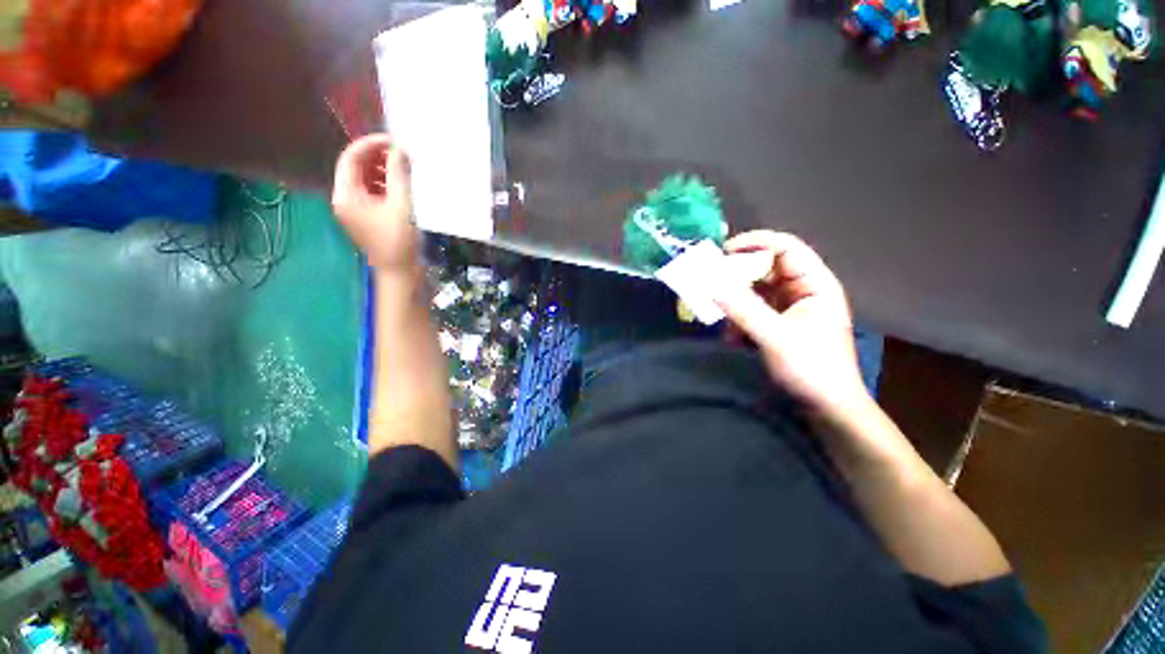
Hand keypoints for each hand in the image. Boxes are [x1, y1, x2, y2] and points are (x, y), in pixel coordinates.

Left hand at [332, 134, 417, 272]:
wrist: (401, 273)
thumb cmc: (399, 241)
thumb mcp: (401, 206)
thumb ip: (398, 175)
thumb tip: (399, 149)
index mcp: (346, 195)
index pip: (351, 158)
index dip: (371, 145)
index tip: (394, 141)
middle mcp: (346, 199)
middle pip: (358, 167)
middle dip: (379, 157)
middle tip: (403, 154)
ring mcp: (358, 209)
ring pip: (368, 179)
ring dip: (385, 171)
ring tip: (407, 168)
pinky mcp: (370, 217)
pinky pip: (376, 192)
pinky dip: (388, 185)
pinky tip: (405, 185)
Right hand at [715, 231, 869, 414]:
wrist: (827, 408)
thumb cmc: (811, 368)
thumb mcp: (774, 336)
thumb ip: (742, 309)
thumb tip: (710, 285)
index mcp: (814, 284)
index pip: (786, 248)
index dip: (755, 243)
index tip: (723, 251)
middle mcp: (803, 290)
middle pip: (766, 269)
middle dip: (738, 276)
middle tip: (711, 283)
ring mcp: (790, 308)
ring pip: (756, 291)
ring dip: (736, 302)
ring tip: (720, 316)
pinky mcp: (779, 324)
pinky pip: (753, 311)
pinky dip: (739, 319)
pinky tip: (732, 337)